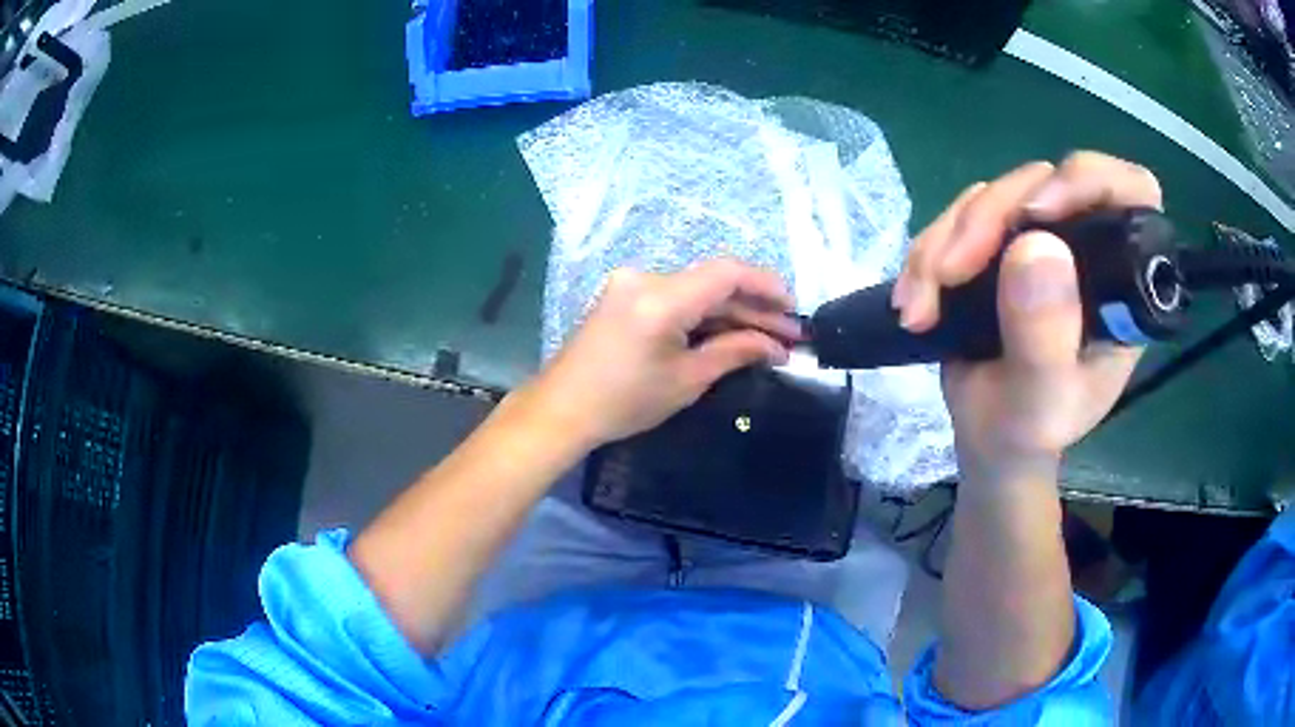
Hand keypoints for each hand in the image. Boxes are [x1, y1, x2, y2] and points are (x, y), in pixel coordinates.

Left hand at [523, 259, 799, 447]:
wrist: (562, 409)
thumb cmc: (624, 402)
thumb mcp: (687, 380)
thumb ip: (735, 352)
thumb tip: (776, 346)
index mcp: (662, 297)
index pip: (727, 273)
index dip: (766, 286)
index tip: (793, 309)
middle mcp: (647, 279)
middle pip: (713, 283)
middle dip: (754, 309)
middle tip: (789, 335)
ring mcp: (632, 285)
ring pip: (696, 292)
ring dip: (731, 313)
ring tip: (769, 338)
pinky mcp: (626, 296)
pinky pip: (676, 299)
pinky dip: (703, 315)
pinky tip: (731, 333)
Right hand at [893, 152, 1160, 476]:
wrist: (989, 439)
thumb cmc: (1027, 431)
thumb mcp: (1040, 402)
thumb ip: (1044, 336)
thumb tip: (1035, 245)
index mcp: (1119, 283)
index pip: (1129, 193)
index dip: (1088, 181)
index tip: (1037, 213)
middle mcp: (1086, 247)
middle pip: (1043, 183)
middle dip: (988, 220)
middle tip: (948, 274)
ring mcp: (1041, 241)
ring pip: (994, 196)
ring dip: (946, 240)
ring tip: (919, 305)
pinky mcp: (1000, 243)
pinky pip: (960, 217)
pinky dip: (927, 252)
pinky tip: (914, 298)